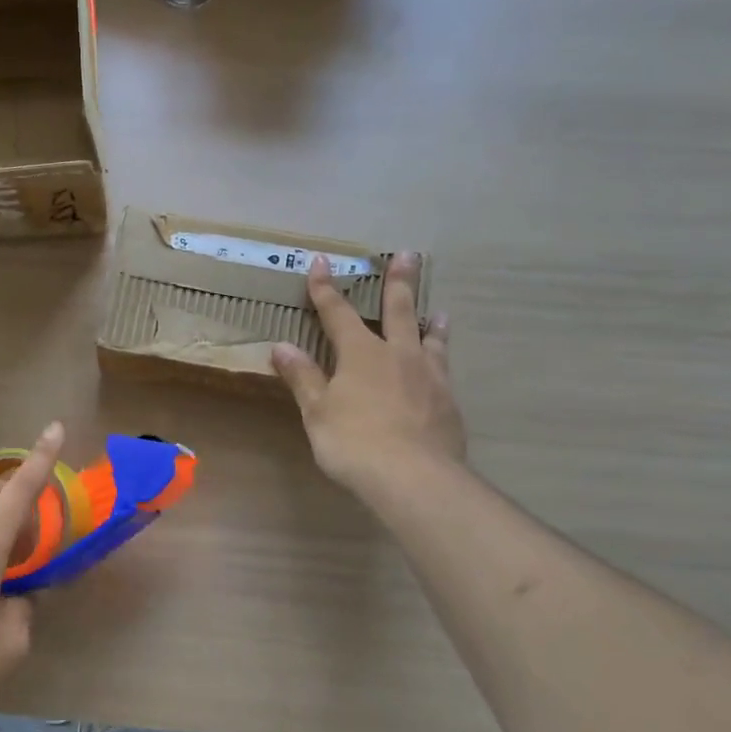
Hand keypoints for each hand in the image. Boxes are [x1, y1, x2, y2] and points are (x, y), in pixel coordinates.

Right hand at [272, 254, 465, 495]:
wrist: (412, 476)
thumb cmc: (353, 441)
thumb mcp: (318, 411)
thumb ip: (303, 378)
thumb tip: (281, 347)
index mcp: (360, 353)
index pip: (338, 313)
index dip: (326, 288)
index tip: (321, 262)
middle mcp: (398, 355)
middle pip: (399, 310)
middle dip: (399, 282)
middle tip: (409, 255)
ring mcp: (429, 377)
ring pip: (430, 339)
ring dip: (431, 322)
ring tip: (438, 310)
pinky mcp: (448, 402)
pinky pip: (445, 371)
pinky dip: (442, 360)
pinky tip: (443, 369)